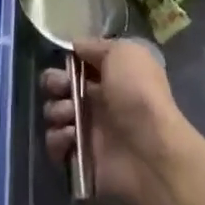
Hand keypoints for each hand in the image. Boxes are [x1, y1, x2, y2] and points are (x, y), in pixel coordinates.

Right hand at [41, 39, 189, 204]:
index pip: (78, 64)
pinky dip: (57, 139)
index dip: (67, 61)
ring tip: (70, 115)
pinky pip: (55, 145)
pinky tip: (71, 136)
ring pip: (54, 114)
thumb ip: (96, 46)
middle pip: (60, 87)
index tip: (66, 63)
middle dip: (53, 83)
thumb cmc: (138, 93)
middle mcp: (98, 101)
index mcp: (110, 76)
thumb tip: (76, 47)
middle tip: (61, 88)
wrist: (151, 151)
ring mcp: (88, 131)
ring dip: (55, 110)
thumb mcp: (124, 53)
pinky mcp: (81, 158)